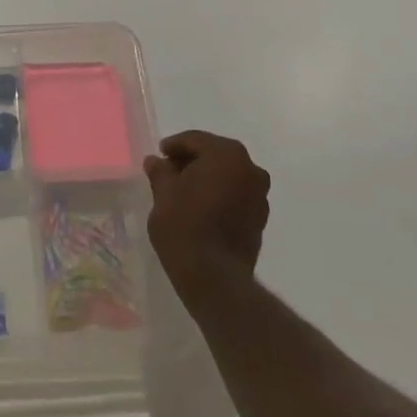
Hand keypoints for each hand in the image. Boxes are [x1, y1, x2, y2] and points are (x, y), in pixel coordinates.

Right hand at [144, 131, 270, 302]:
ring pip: (228, 175)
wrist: (213, 276)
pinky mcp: (260, 218)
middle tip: (169, 171)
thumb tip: (156, 161)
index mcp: (226, 155)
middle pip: (215, 155)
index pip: (196, 140)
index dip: (174, 146)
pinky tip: (201, 207)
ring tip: (183, 190)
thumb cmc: (184, 225)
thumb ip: (161, 172)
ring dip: (208, 177)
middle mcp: (250, 169)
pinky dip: (220, 194)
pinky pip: (236, 194)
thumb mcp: (163, 193)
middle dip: (192, 160)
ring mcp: (259, 195)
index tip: (159, 155)